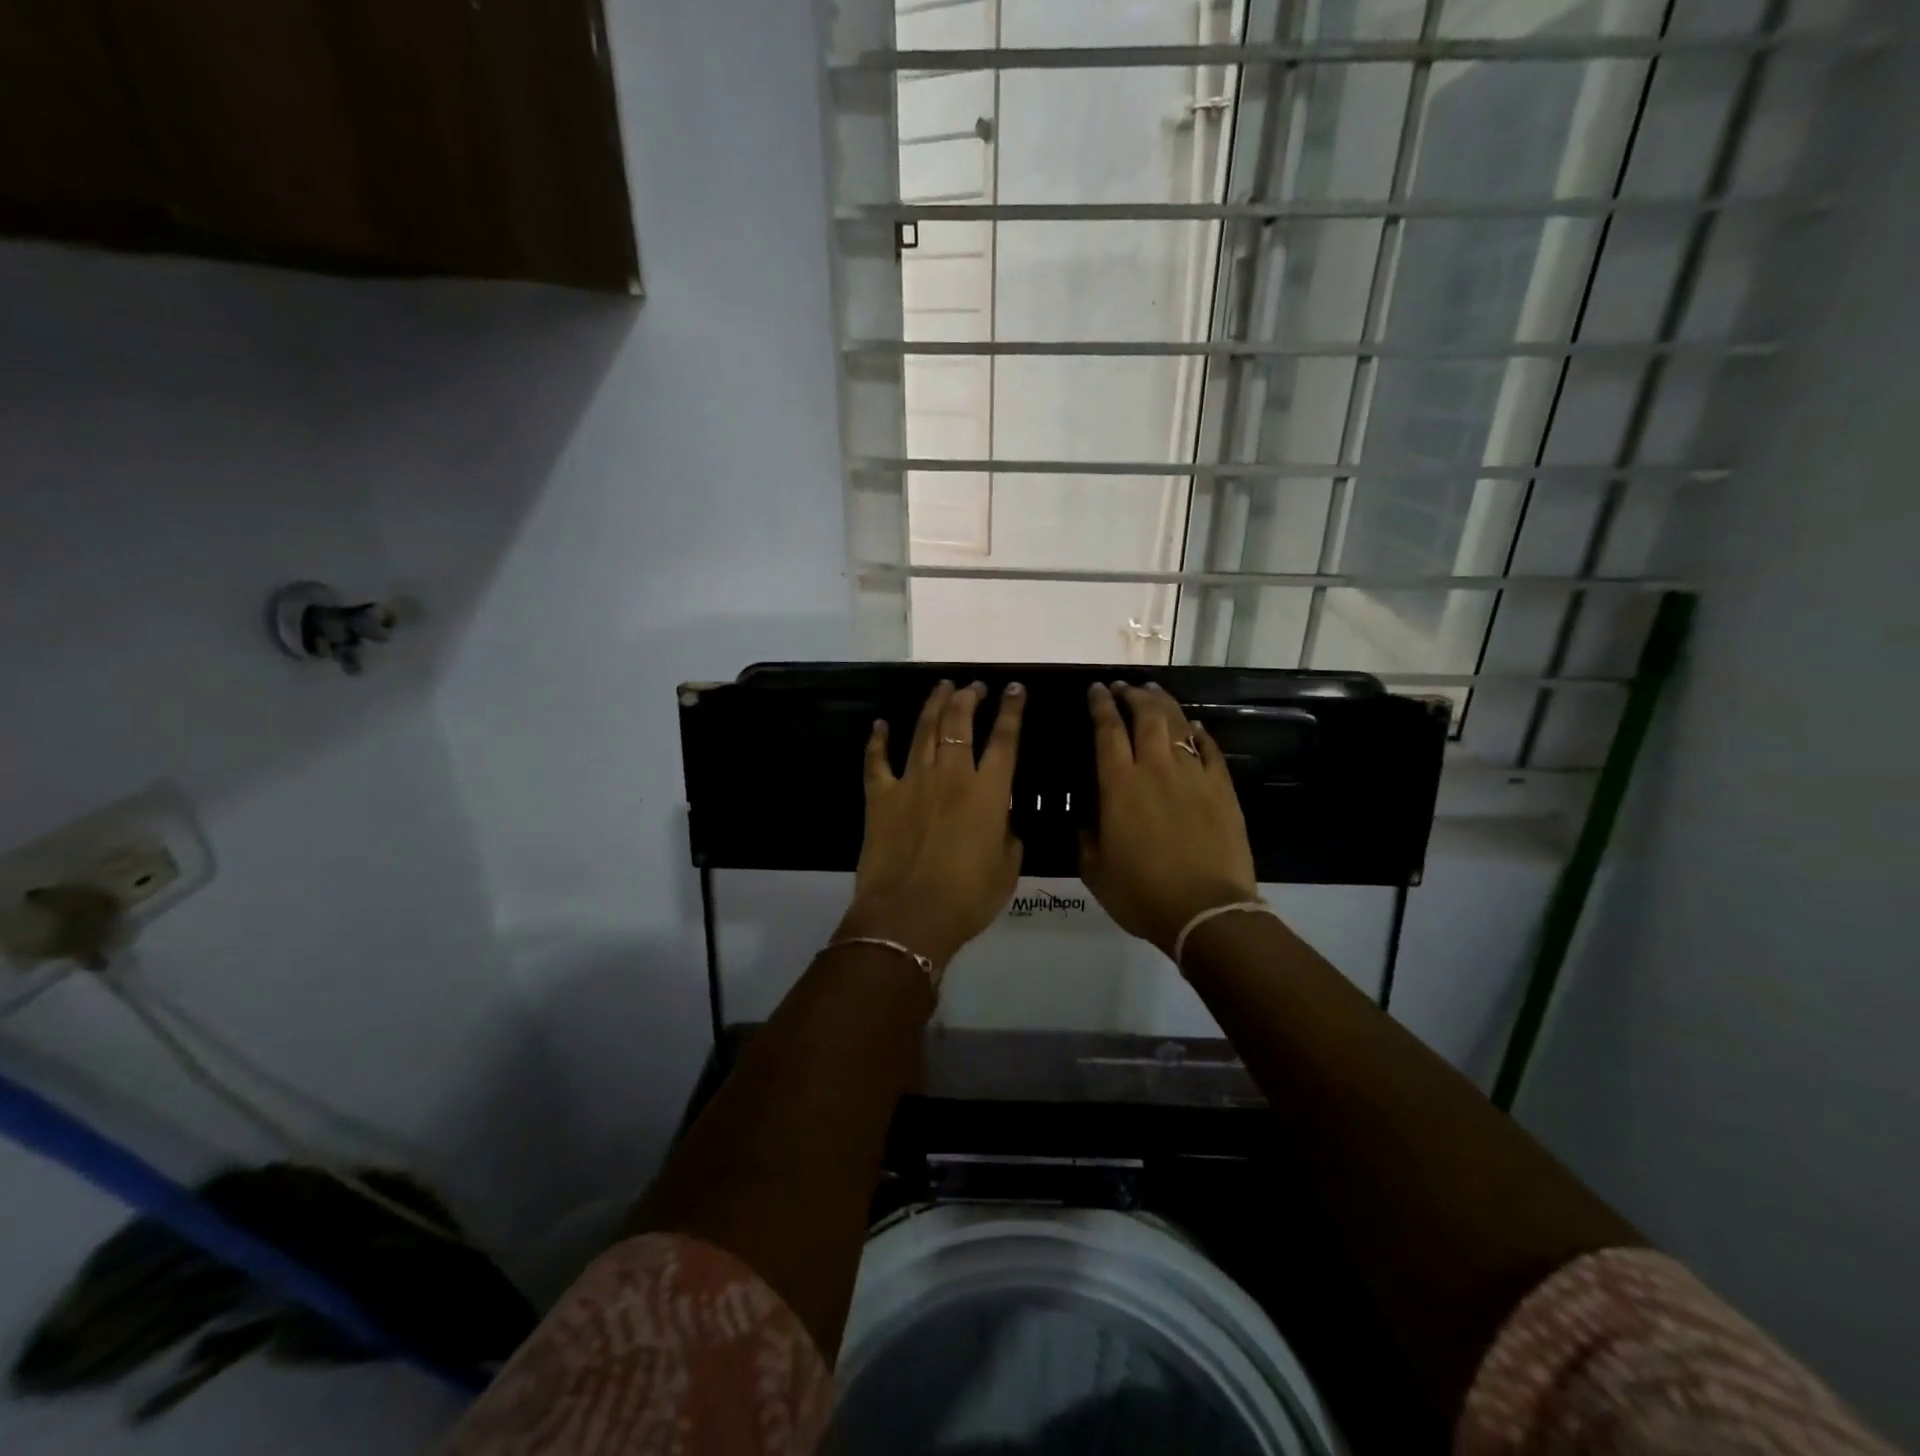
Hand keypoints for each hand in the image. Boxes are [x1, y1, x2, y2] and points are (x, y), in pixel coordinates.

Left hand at [835, 680, 1026, 973]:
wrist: (908, 917)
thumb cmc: (967, 899)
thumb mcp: (1007, 870)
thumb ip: (1009, 836)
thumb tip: (1003, 819)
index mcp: (987, 793)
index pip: (1005, 739)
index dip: (1012, 710)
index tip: (1015, 689)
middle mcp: (951, 776)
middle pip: (960, 723)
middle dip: (969, 697)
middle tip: (974, 686)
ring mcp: (911, 782)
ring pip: (923, 730)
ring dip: (934, 705)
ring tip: (942, 687)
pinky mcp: (880, 797)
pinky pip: (876, 760)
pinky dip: (878, 739)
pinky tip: (880, 724)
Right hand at [1080, 682, 1259, 959]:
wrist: (1206, 910)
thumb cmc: (1142, 894)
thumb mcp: (1095, 872)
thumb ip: (1086, 839)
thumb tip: (1087, 822)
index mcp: (1119, 785)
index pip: (1107, 730)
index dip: (1101, 705)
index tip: (1096, 690)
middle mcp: (1155, 769)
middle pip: (1145, 716)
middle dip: (1132, 695)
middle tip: (1124, 687)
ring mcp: (1193, 776)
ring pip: (1177, 725)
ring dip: (1163, 703)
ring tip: (1153, 691)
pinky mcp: (1221, 789)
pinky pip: (1209, 749)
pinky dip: (1199, 733)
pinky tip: (1194, 726)